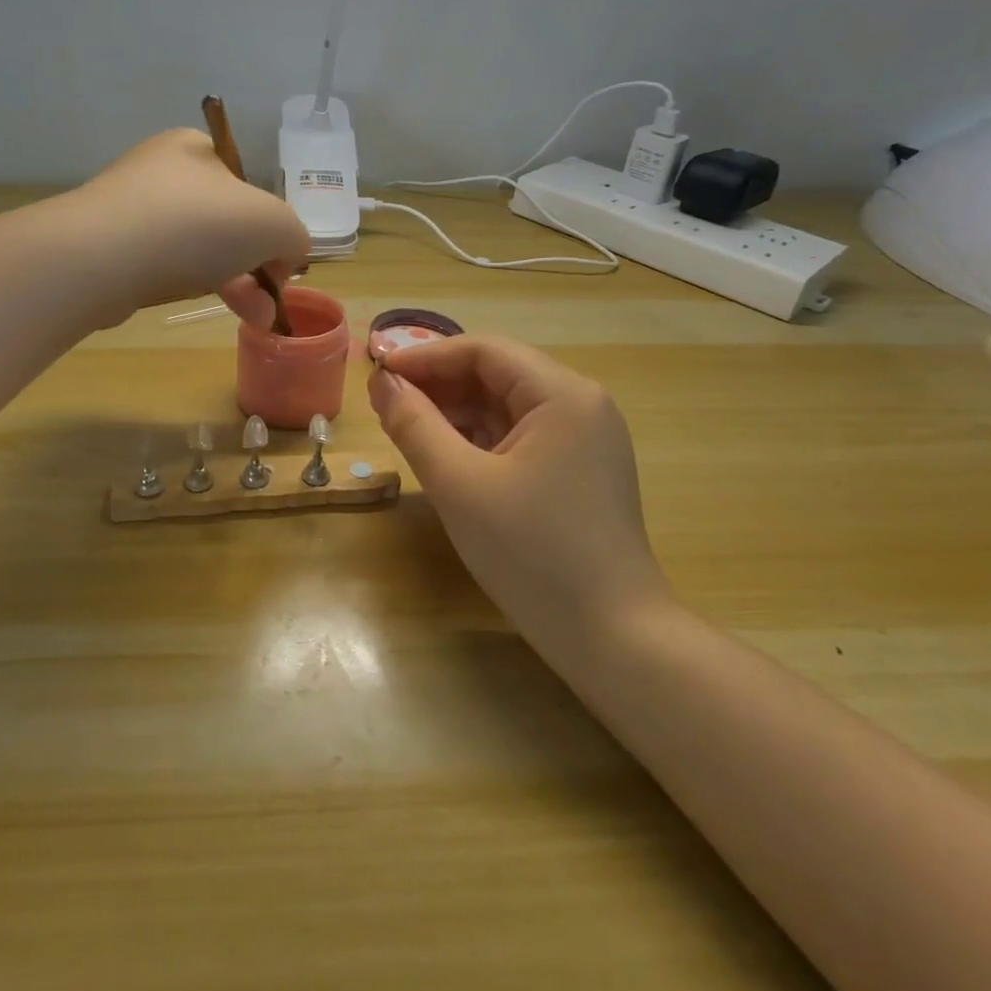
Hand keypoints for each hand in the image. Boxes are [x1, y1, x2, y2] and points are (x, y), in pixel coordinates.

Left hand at [72, 129, 309, 321]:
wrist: (100, 258)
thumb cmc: (196, 224)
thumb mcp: (273, 223)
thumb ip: (293, 234)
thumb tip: (285, 256)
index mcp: (196, 149)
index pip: (248, 187)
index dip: (272, 228)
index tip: (280, 268)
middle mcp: (161, 171)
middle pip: (225, 222)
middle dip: (256, 266)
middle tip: (269, 303)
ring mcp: (130, 209)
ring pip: (197, 248)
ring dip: (232, 283)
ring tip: (254, 320)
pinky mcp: (109, 247)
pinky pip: (163, 265)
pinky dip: (189, 284)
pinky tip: (201, 302)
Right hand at [369, 335, 671, 670]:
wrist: (612, 639)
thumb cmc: (532, 553)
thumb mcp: (459, 484)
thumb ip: (414, 425)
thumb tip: (382, 384)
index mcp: (563, 395)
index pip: (484, 351)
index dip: (426, 356)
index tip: (378, 373)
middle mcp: (580, 406)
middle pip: (497, 375)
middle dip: (438, 385)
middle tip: (385, 403)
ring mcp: (584, 441)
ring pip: (506, 407)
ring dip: (455, 412)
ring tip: (405, 428)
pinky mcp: (578, 472)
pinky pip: (519, 437)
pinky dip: (478, 439)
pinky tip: (444, 455)